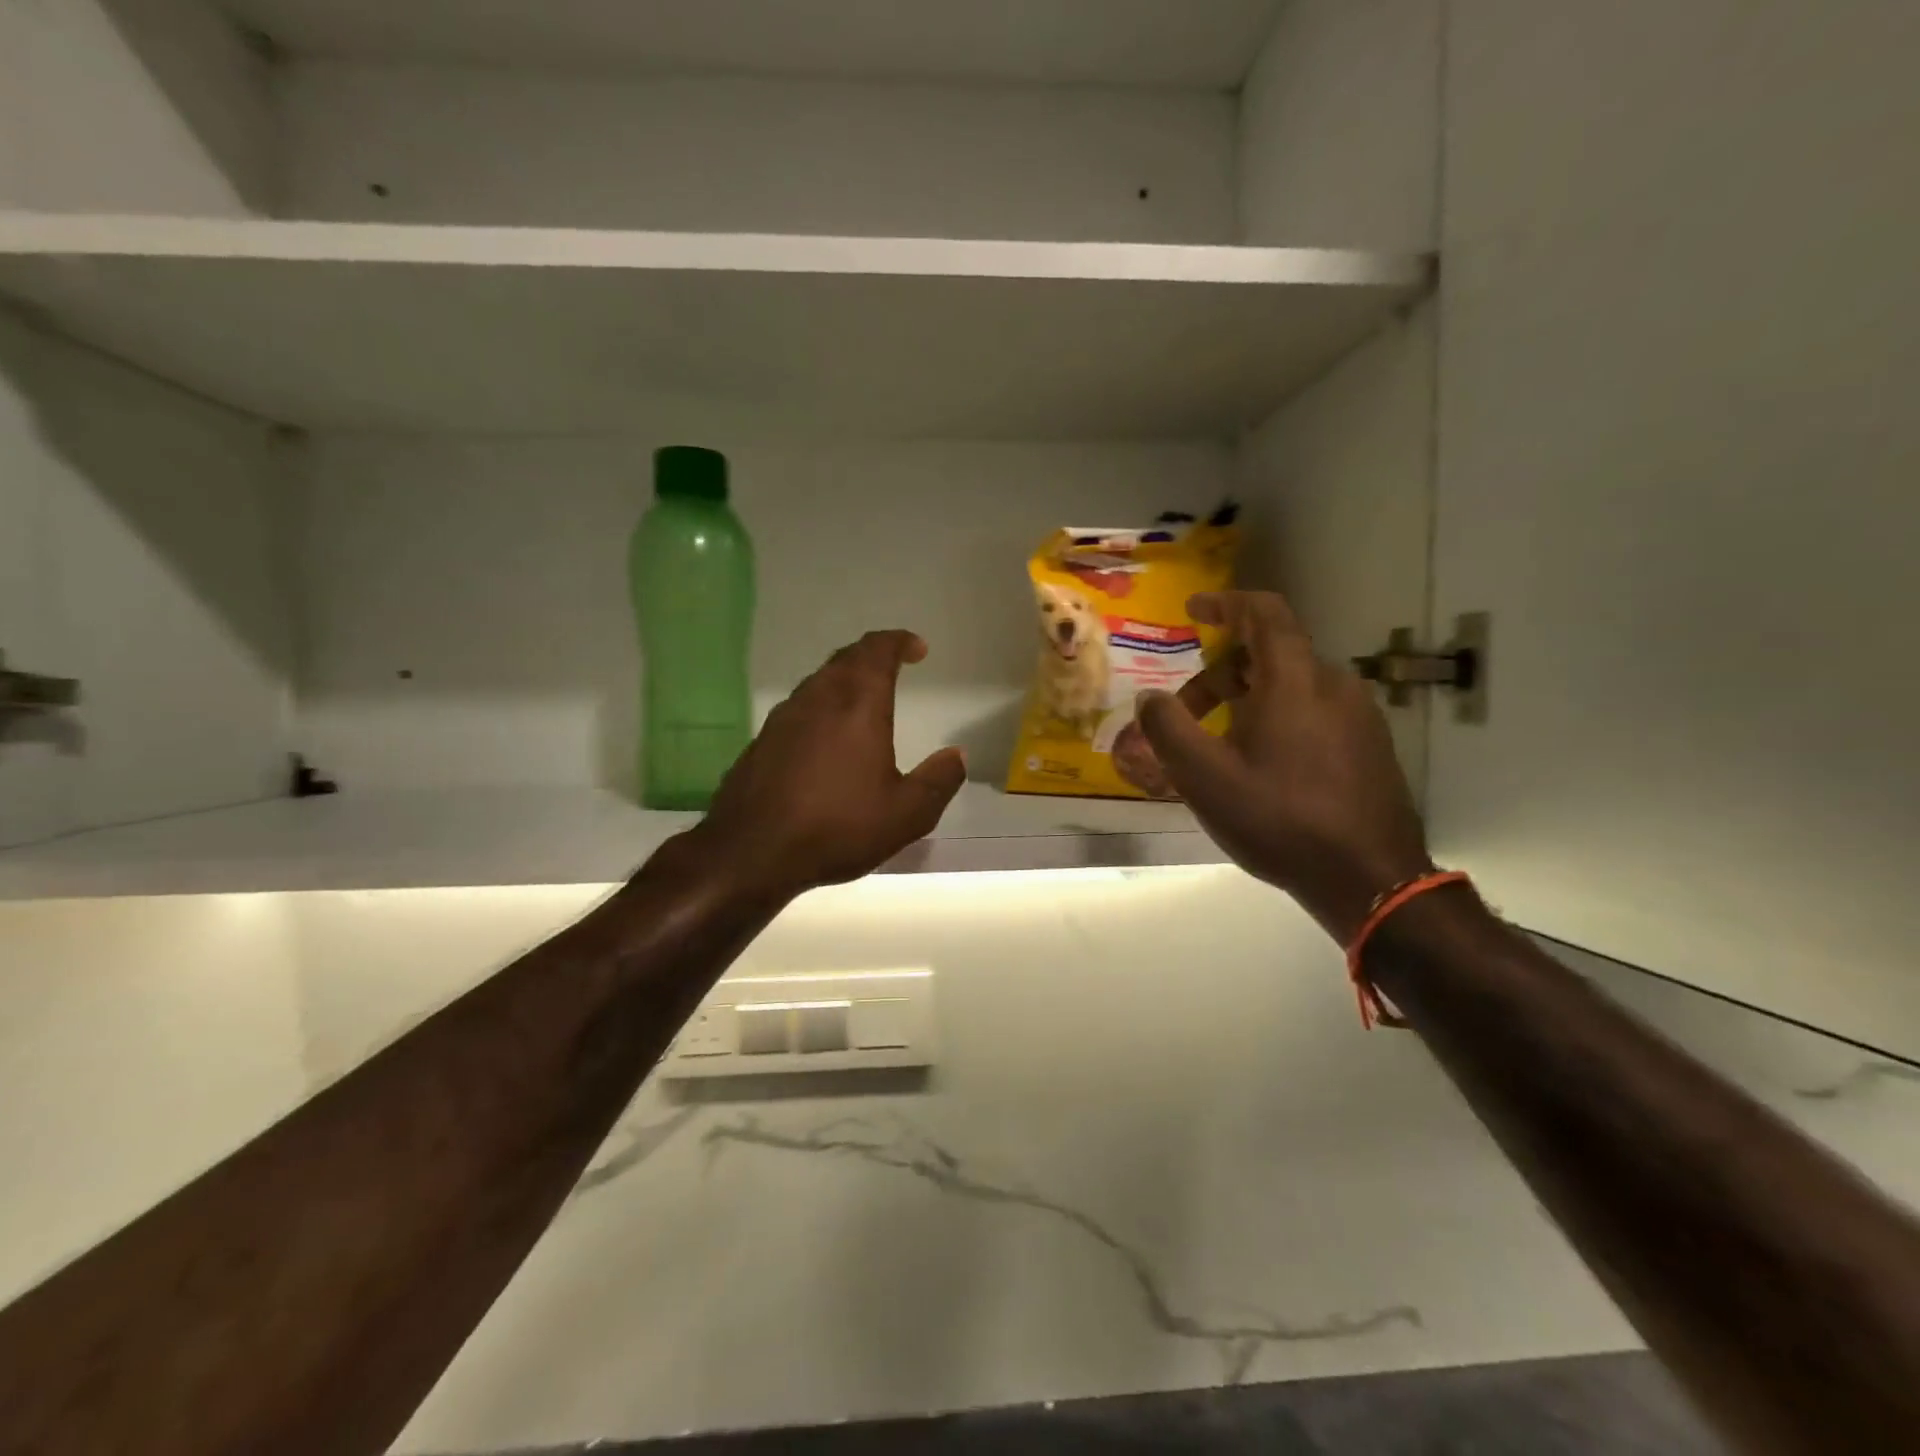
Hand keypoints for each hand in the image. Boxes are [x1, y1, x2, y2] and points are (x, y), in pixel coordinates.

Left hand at [687, 630, 966, 900]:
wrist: (751, 852)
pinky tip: (826, 737)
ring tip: (863, 699)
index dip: (899, 642)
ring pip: (819, 681)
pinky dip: (822, 706)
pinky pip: (800, 708)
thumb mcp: (906, 814)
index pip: (878, 651)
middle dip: (873, 655)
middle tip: (893, 665)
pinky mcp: (763, 741)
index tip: (917, 649)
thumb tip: (956, 756)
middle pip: (846, 659)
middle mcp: (818, 699)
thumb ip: (938, 781)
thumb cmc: (837, 827)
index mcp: (858, 705)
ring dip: (845, 679)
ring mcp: (784, 718)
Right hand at [1133, 591, 1431, 941]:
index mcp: (1294, 680)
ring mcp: (1358, 716)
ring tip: (1215, 748)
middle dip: (1218, 676)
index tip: (1194, 610)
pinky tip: (1258, 767)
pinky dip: (1276, 720)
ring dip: (1245, 702)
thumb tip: (1148, 697)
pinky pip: (1313, 713)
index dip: (1226, 603)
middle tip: (1183, 716)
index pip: (1264, 614)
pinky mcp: (1369, 746)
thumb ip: (1168, 728)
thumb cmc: (1279, 818)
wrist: (1369, 879)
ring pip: (1291, 688)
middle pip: (1269, 657)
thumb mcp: (1204, 777)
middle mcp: (1333, 684)